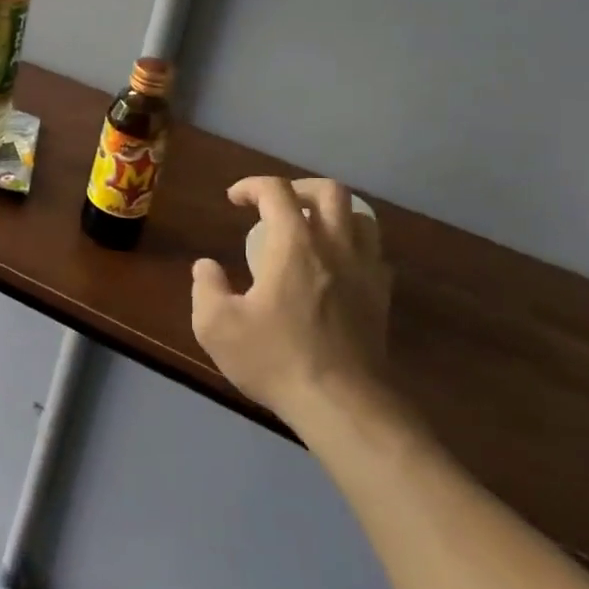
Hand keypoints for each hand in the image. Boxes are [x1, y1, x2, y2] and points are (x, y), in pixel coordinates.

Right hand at [191, 176, 392, 421]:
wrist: (341, 403)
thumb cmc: (275, 358)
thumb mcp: (217, 326)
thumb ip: (206, 288)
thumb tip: (207, 267)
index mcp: (294, 244)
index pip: (276, 191)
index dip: (252, 185)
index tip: (234, 199)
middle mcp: (335, 246)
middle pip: (329, 191)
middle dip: (299, 188)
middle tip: (276, 205)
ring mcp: (365, 270)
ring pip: (360, 217)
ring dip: (333, 213)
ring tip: (310, 229)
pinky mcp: (381, 297)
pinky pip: (373, 252)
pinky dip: (353, 245)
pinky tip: (335, 266)